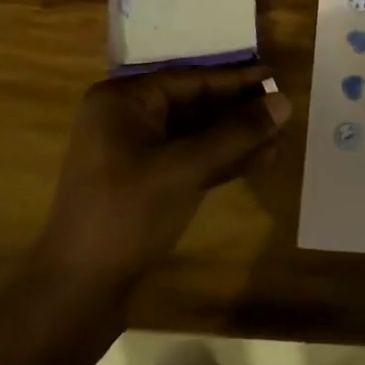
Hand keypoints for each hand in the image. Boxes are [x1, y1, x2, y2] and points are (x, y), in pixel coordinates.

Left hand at [29, 65, 290, 297]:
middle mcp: (126, 118)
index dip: (236, 79)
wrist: (80, 288)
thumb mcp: (187, 167)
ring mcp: (133, 152)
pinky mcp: (144, 182)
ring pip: (195, 134)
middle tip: (283, 109)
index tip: (275, 75)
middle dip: (238, 110)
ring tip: (279, 137)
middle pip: (194, 104)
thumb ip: (237, 132)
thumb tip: (284, 101)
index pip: (190, 80)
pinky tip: (259, 160)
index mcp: (123, 101)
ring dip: (235, 137)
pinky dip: (221, 159)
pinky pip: (189, 158)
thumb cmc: (129, 212)